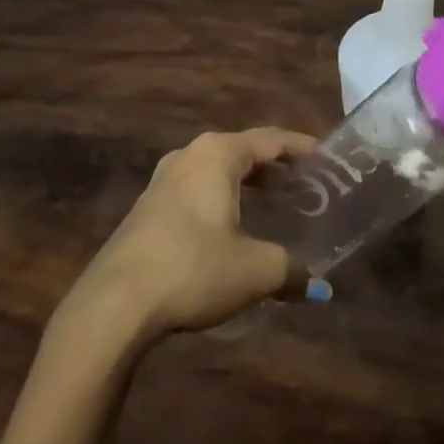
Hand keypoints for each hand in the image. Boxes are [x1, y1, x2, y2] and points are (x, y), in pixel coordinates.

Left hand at [68, 128, 323, 340]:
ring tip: (276, 201)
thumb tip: (321, 288)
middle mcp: (188, 156)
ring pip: (216, 170)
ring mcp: (162, 181)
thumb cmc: (193, 269)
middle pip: (243, 150)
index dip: (302, 147)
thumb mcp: (255, 270)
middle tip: (307, 182)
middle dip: (276, 165)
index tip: (328, 157)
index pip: (270, 139)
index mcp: (217, 155)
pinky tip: (233, 225)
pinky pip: (197, 189)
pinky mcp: (147, 209)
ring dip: (247, 182)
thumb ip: (292, 270)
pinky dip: (223, 197)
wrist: (115, 304)